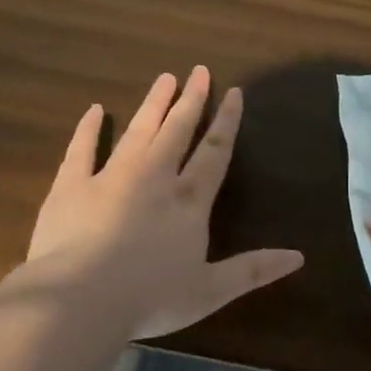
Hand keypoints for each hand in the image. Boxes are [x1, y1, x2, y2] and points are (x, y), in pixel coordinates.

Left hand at [27, 66, 303, 338]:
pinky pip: (81, 149)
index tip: (233, 92)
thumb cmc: (150, 297)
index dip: (226, 122)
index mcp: (189, 201)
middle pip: (177, 131)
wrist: (81, 299)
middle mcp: (154, 178)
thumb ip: (253, 271)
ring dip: (153, 104)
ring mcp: (111, 177)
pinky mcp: (71, 185)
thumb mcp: (210, 291)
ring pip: (137, 131)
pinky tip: (95, 109)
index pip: (214, 153)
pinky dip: (88, 128)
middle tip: (198, 71)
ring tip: (164, 78)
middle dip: (191, 101)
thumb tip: (299, 257)